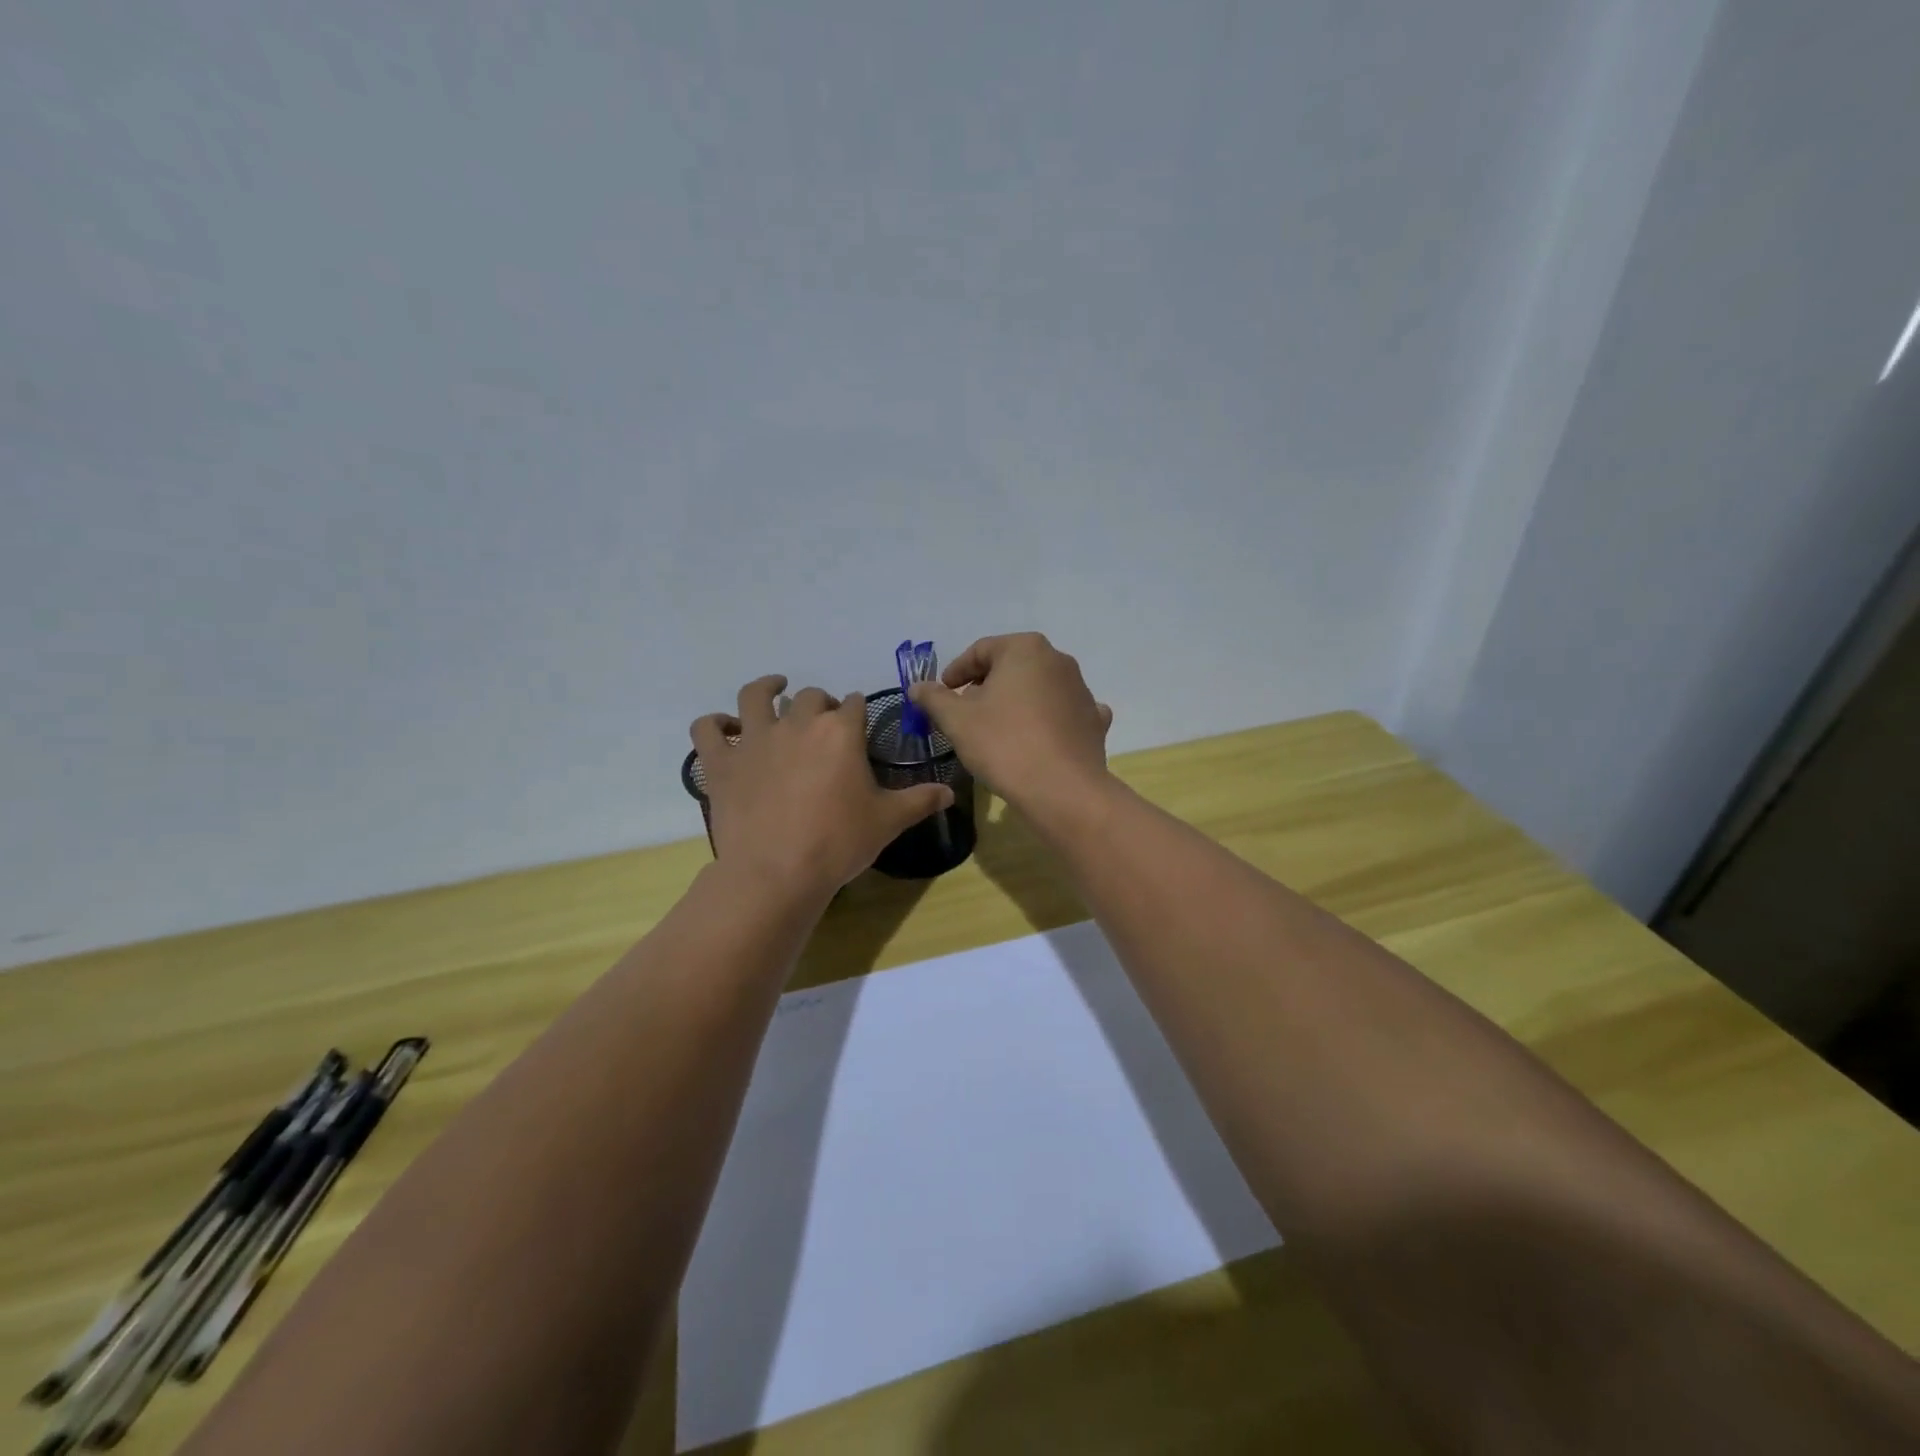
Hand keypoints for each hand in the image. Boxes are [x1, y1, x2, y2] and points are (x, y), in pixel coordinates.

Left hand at [692, 675, 954, 901]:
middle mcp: (797, 723)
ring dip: (766, 689)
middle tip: (823, 723)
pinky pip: (707, 729)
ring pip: (755, 696)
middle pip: (810, 697)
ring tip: (773, 689)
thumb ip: (920, 800)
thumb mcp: (888, 821)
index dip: (857, 710)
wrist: (777, 873)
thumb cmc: (838, 843)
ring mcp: (754, 739)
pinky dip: (713, 724)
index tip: (859, 722)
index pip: (853, 704)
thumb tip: (951, 793)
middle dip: (820, 704)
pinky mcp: (722, 762)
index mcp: (840, 731)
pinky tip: (723, 727)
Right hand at [906, 633, 1112, 807]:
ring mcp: (1081, 690)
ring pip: (1038, 689)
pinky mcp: (1093, 720)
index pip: (981, 650)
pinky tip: (1037, 738)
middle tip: (965, 713)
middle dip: (986, 686)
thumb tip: (917, 687)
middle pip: (1011, 667)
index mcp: (1025, 649)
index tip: (942, 694)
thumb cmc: (1004, 744)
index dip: (956, 671)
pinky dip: (1047, 720)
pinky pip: (1063, 713)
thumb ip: (934, 698)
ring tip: (996, 730)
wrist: (1062, 790)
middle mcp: (1058, 660)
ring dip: (1015, 702)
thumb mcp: (957, 720)